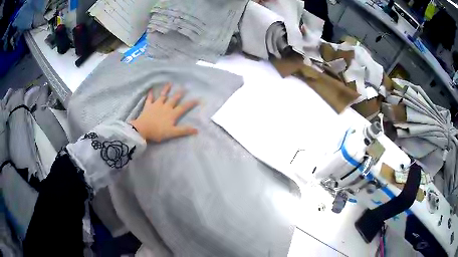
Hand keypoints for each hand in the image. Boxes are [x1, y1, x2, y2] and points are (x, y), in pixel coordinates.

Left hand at [130, 83, 198, 141]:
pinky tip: (150, 89)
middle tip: (184, 87)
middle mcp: (166, 107)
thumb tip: (197, 130)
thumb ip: (184, 130)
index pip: (183, 107)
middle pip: (174, 99)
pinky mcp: (148, 106)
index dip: (191, 103)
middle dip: (180, 93)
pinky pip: (150, 98)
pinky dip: (150, 94)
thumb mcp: (172, 133)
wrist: (143, 129)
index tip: (198, 99)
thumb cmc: (158, 132)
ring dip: (166, 89)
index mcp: (172, 114)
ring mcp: (156, 105)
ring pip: (163, 96)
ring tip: (170, 83)